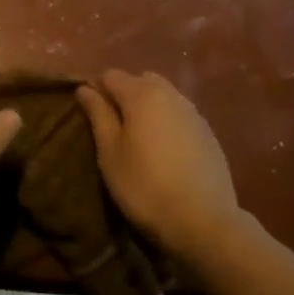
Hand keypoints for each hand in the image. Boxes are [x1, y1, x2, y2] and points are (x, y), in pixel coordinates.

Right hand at [76, 70, 242, 259]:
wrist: (202, 219)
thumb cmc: (144, 186)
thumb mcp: (110, 153)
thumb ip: (98, 115)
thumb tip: (85, 88)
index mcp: (142, 94)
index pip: (110, 75)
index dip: (96, 90)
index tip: (90, 116)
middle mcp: (171, 94)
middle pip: (140, 80)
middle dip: (124, 95)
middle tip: (113, 128)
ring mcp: (194, 112)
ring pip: (163, 95)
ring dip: (147, 107)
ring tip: (138, 138)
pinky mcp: (208, 132)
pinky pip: (180, 114)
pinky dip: (166, 121)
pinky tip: (164, 149)